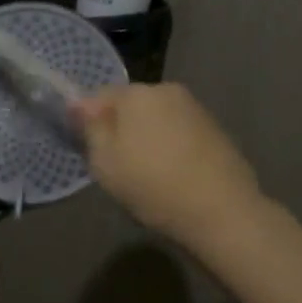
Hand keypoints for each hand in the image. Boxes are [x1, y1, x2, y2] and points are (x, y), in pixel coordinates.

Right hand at [73, 83, 263, 245]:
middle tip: (115, 166)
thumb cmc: (153, 185)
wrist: (223, 212)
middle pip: (130, 105)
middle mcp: (167, 90)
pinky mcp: (216, 130)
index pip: (98, 96)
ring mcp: (196, 109)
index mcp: (137, 92)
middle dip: (119, 128)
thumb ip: (89, 128)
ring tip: (146, 175)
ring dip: (146, 138)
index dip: (87, 122)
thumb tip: (78, 105)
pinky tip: (172, 176)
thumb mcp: (104, 162)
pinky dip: (170, 148)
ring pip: (156, 119)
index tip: (88, 150)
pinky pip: (179, 133)